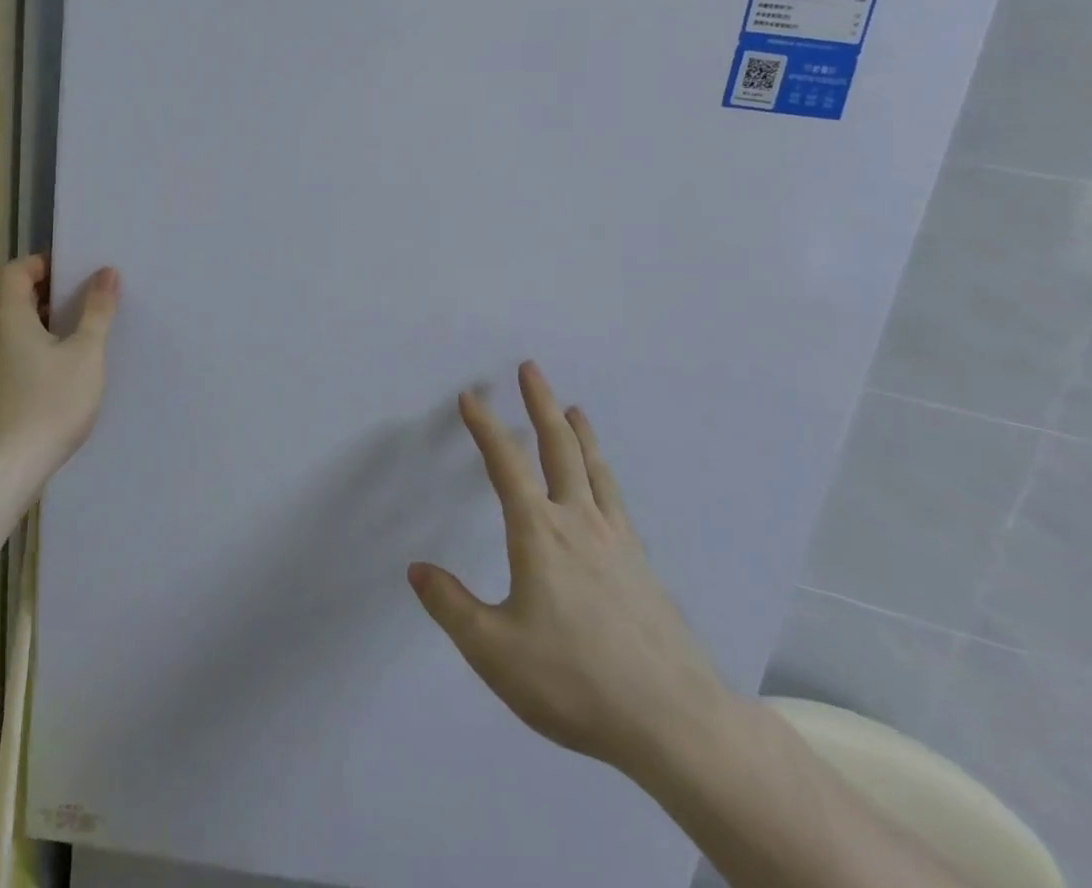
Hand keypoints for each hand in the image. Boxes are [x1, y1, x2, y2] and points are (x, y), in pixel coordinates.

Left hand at [0, 255, 119, 483]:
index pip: (16, 271)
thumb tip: (106, 273)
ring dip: (50, 324)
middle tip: (90, 298)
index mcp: (10, 317)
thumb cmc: (49, 402)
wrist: (5, 470)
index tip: (76, 270)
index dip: (43, 263)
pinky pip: (18, 354)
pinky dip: (43, 349)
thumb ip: (97, 311)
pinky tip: (70, 369)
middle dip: (53, 293)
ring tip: (86, 332)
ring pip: (19, 329)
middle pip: (17, 299)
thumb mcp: (85, 353)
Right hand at [408, 363, 734, 781]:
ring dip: (578, 432)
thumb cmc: (575, 681)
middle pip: (558, 447)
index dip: (484, 426)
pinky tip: (604, 483)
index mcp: (539, 533)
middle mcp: (578, 522)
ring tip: (574, 408)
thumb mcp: (494, 651)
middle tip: (531, 368)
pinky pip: (616, 499)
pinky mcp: (643, 565)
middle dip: (540, 404)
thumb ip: (451, 607)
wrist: (675, 722)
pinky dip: (603, 472)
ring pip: (594, 468)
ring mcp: (617, 540)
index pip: (505, 464)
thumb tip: (416, 569)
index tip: (470, 395)